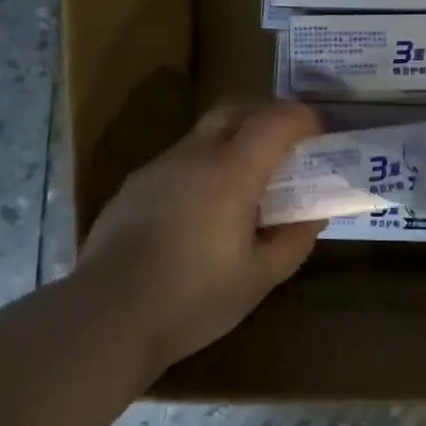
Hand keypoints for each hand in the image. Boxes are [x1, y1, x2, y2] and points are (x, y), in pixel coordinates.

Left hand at [77, 100, 325, 373]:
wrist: (106, 318)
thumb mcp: (261, 277)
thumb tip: (313, 215)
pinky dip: (204, 168)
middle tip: (286, 148)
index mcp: (231, 172)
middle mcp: (194, 156)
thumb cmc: (193, 299)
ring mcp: (158, 168)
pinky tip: (202, 214)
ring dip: (234, 143)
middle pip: (236, 107)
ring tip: (245, 189)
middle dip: (267, 115)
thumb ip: (295, 239)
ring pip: (204, 133)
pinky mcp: (133, 187)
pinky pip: (179, 161)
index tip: (320, 137)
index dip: (304, 119)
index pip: (276, 119)